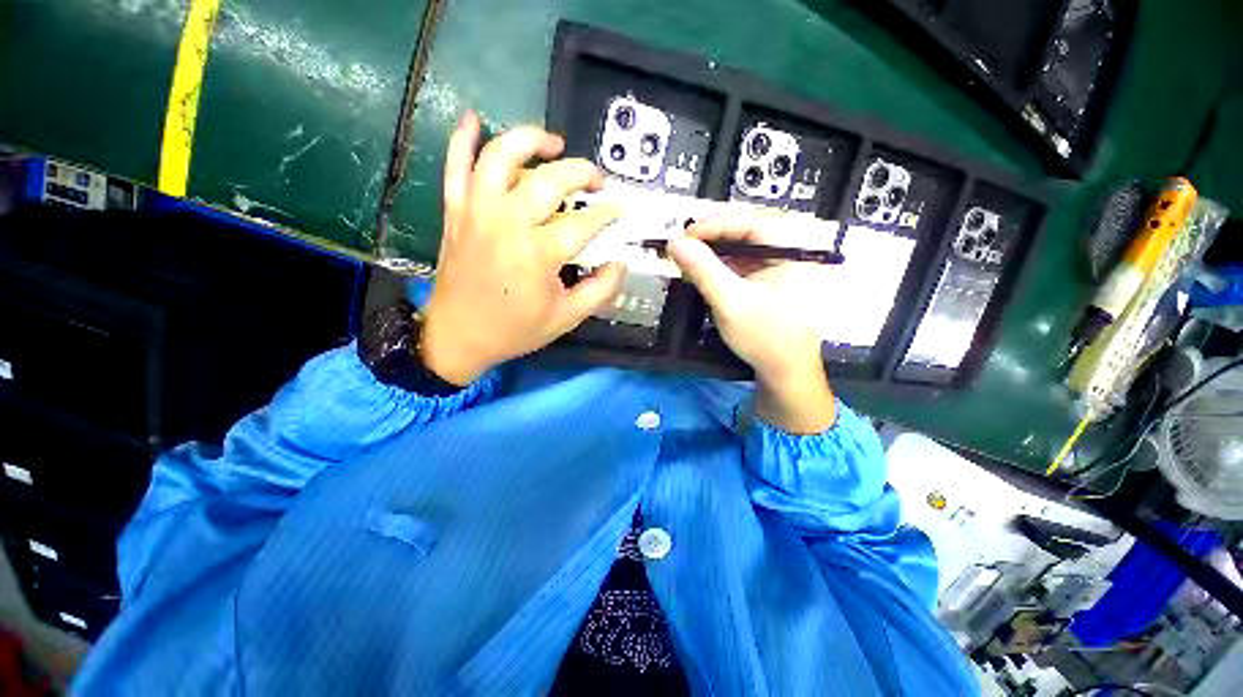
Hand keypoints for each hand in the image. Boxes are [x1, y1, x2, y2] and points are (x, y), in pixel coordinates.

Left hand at [421, 113, 625, 384]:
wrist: (455, 337)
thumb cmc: (511, 330)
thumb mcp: (565, 319)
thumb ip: (601, 289)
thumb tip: (621, 259)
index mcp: (537, 254)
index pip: (587, 219)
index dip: (609, 212)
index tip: (618, 212)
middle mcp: (507, 222)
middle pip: (552, 178)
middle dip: (583, 173)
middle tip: (594, 183)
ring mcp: (477, 211)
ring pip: (501, 156)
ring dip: (530, 140)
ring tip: (552, 144)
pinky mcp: (455, 210)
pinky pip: (454, 167)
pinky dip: (461, 139)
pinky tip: (472, 116)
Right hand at [669, 209, 836, 432]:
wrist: (788, 377)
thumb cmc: (766, 338)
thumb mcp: (731, 302)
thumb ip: (703, 269)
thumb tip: (675, 242)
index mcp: (790, 252)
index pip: (750, 221)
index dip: (715, 224)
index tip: (685, 236)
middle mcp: (790, 253)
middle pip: (748, 229)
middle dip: (714, 235)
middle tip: (685, 245)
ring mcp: (783, 268)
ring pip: (745, 246)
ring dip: (716, 250)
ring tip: (690, 259)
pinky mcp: (773, 282)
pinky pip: (746, 263)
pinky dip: (724, 265)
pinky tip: (706, 275)